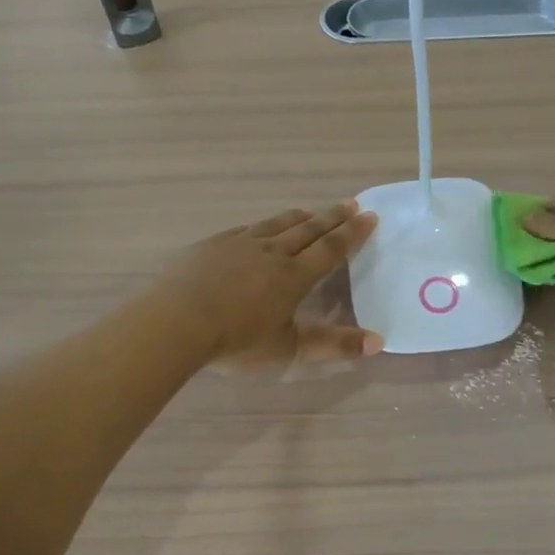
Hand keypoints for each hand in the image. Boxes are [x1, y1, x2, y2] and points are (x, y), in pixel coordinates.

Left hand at [159, 201, 381, 369]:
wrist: (176, 322)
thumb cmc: (236, 341)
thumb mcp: (288, 350)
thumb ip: (333, 346)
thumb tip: (378, 342)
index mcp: (294, 277)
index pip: (331, 249)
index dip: (353, 234)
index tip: (370, 217)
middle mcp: (272, 252)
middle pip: (308, 230)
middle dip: (332, 217)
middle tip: (351, 204)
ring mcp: (240, 244)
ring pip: (277, 224)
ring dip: (299, 217)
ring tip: (312, 211)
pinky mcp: (213, 244)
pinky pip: (246, 228)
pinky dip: (263, 225)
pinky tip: (261, 227)